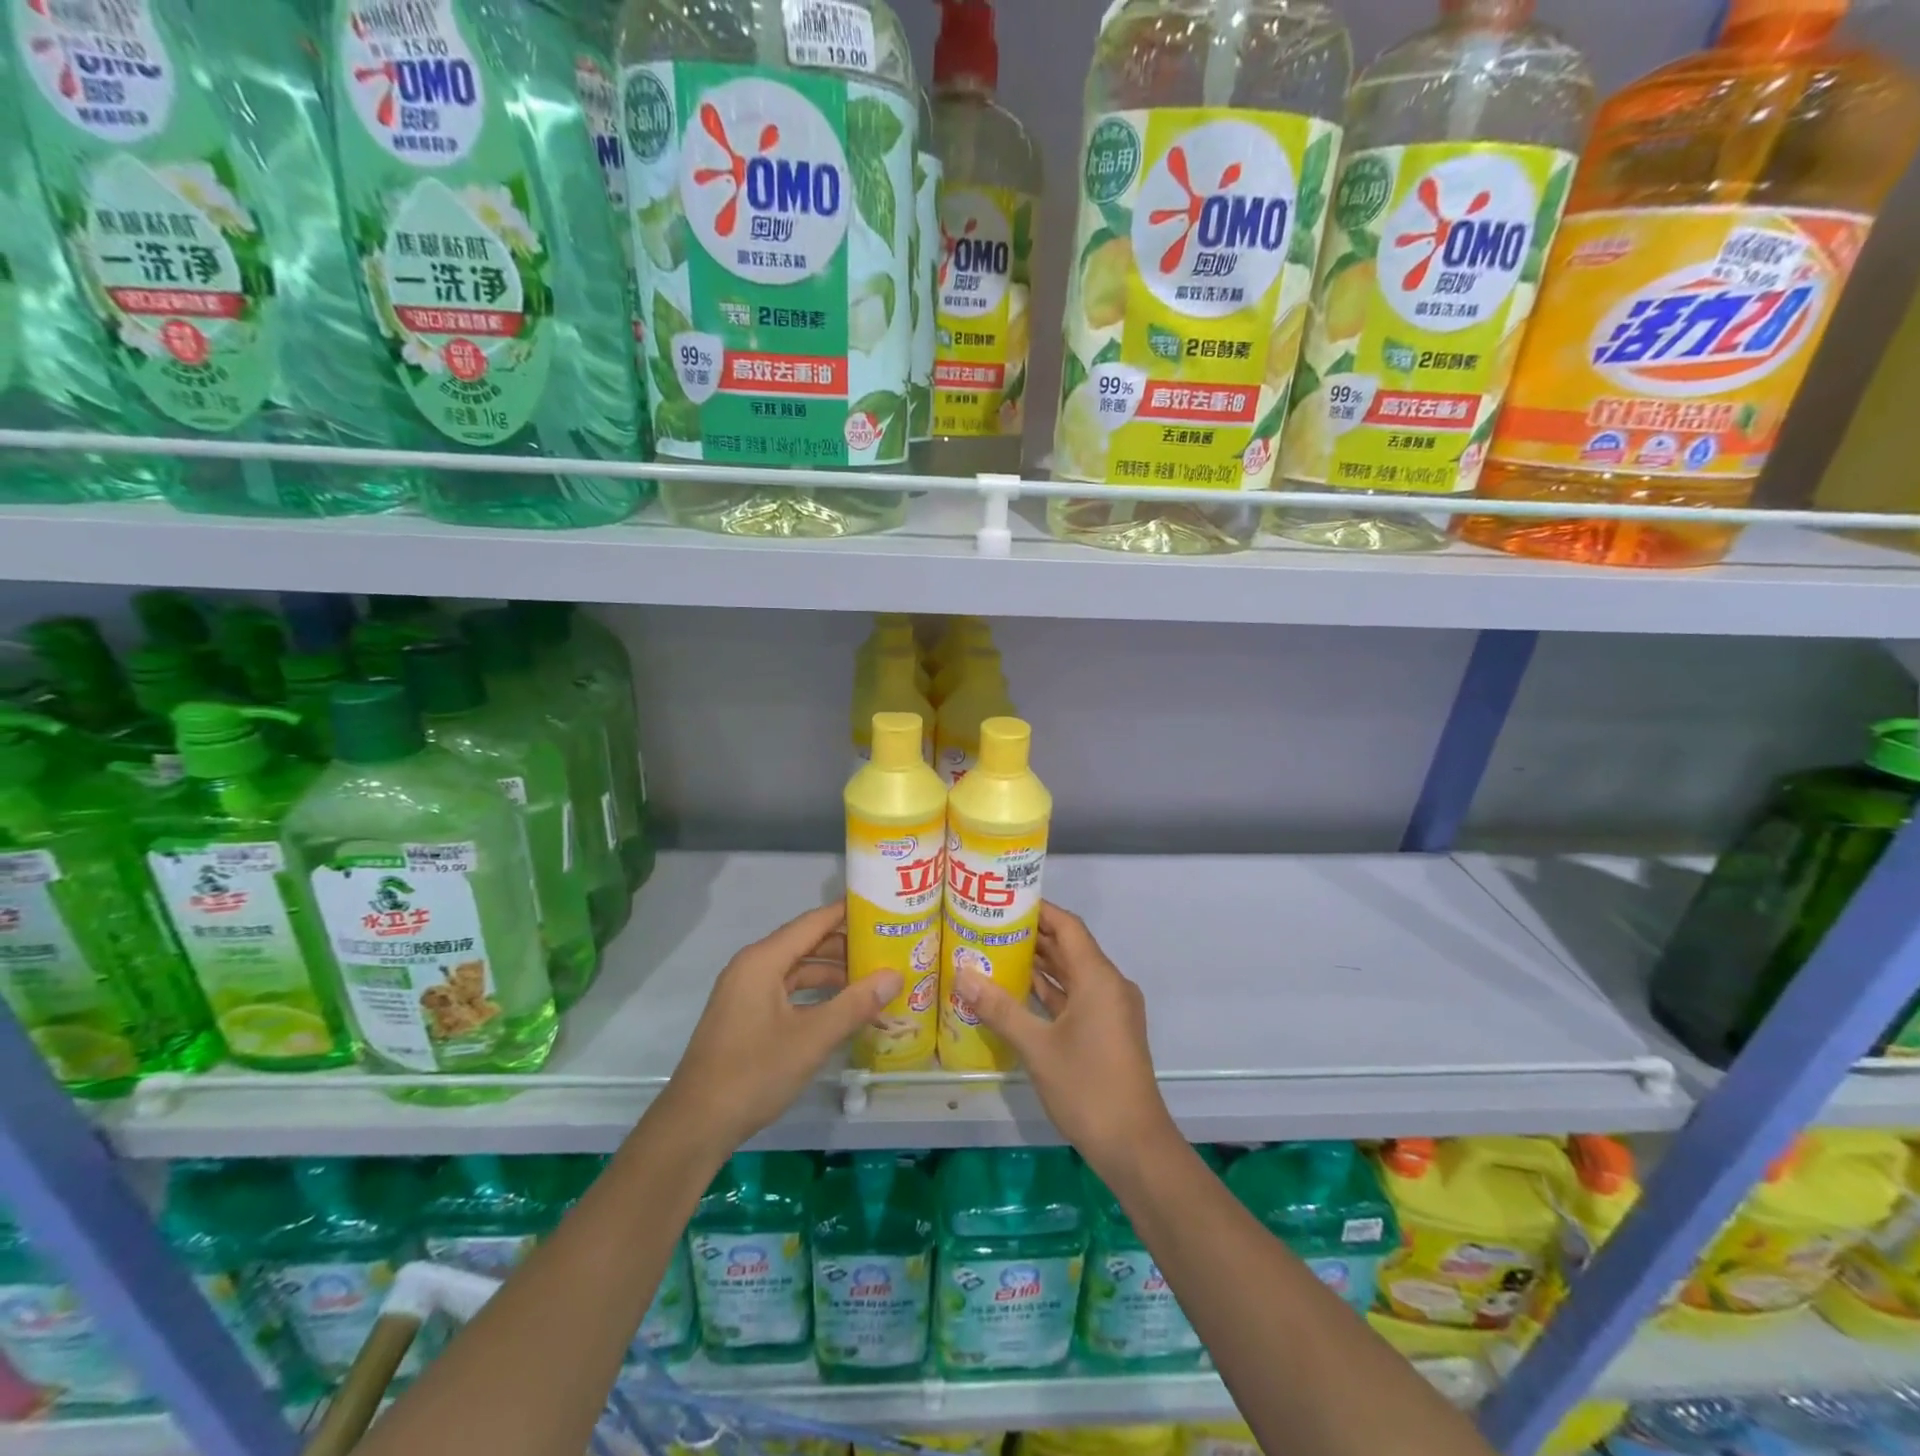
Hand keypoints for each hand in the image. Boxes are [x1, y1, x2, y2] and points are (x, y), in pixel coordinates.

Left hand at [658, 902, 900, 1150]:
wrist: (696, 1125)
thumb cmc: (755, 1073)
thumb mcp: (812, 1038)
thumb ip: (855, 1004)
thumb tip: (894, 975)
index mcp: (763, 960)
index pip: (813, 922)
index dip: (848, 913)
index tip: (884, 908)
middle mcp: (752, 967)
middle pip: (806, 943)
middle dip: (846, 946)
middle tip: (888, 948)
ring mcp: (745, 992)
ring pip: (797, 970)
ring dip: (832, 974)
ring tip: (873, 980)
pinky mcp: (745, 1016)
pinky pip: (787, 991)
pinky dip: (815, 995)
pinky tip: (841, 1009)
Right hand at [954, 902, 1173, 1171]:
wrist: (1134, 1146)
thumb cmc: (1087, 1087)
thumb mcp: (1037, 1047)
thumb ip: (1000, 1008)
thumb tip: (962, 975)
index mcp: (1098, 978)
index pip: (1067, 926)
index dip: (1038, 910)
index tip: (1004, 902)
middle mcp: (1109, 985)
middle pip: (1070, 947)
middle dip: (1033, 936)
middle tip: (989, 927)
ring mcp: (1111, 1009)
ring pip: (1072, 974)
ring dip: (1040, 964)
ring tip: (997, 952)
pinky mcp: (1108, 1030)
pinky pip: (1077, 997)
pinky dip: (1051, 991)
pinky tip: (1019, 992)